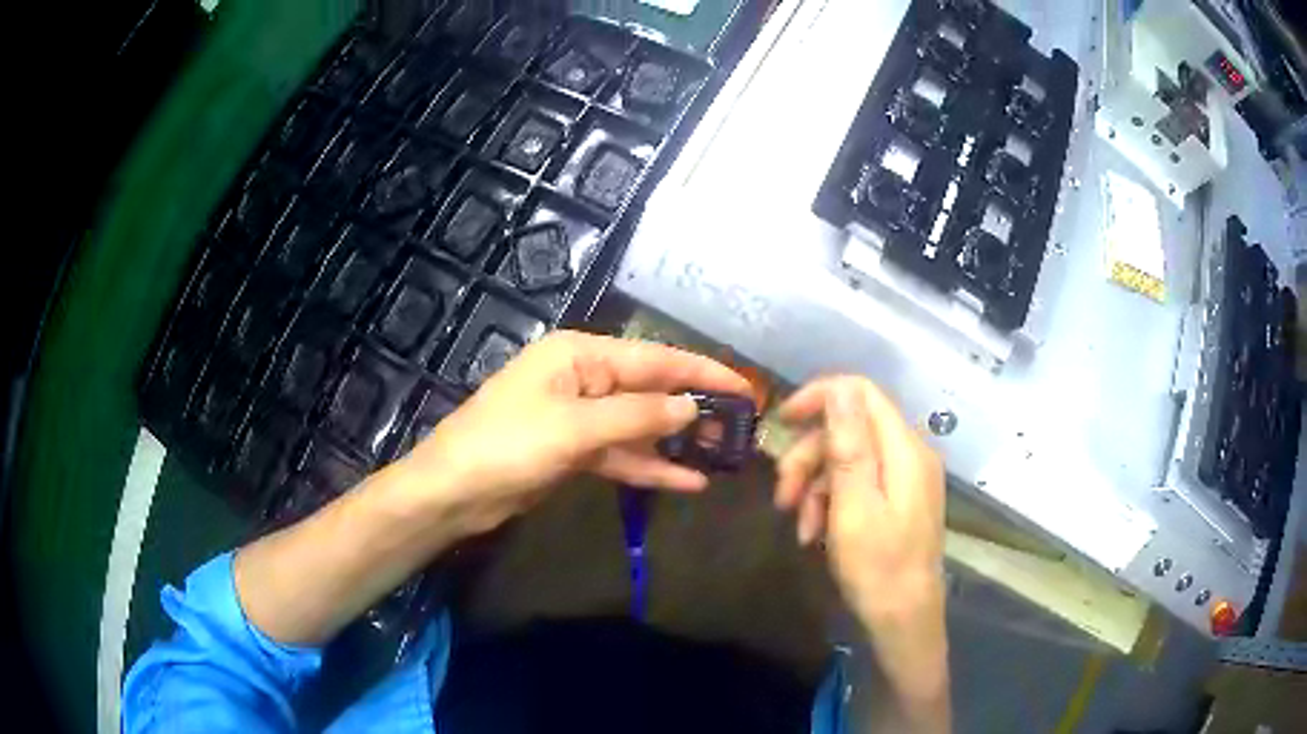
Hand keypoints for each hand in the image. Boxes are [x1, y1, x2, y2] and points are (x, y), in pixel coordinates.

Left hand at [395, 330, 750, 537]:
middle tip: (742, 428)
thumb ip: (637, 416)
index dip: (702, 373)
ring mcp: (578, 417)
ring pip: (639, 425)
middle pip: (650, 390)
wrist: (454, 491)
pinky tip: (688, 481)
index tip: (745, 388)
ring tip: (724, 456)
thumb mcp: (575, 427)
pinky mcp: (573, 451)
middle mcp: (583, 378)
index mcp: (581, 355)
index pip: (655, 359)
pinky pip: (621, 454)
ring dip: (676, 441)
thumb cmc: (508, 445)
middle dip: (694, 409)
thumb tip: (692, 406)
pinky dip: (650, 466)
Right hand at [774, 376, 949, 729]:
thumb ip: (849, 443)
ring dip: (815, 486)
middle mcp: (910, 455)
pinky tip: (813, 533)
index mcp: (904, 449)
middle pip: (850, 428)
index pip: (861, 393)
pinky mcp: (898, 501)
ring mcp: (906, 479)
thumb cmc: (878, 566)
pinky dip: (831, 503)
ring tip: (797, 525)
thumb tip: (839, 388)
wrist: (904, 620)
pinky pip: (859, 484)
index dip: (819, 397)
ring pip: (849, 459)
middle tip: (782, 494)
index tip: (781, 423)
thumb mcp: (854, 505)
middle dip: (810, 456)